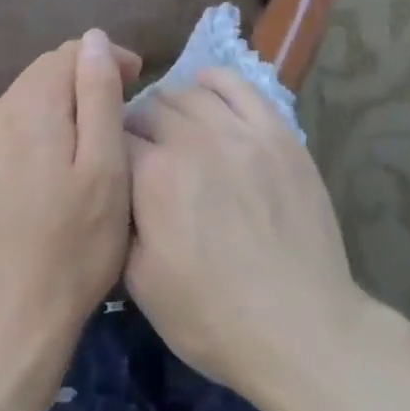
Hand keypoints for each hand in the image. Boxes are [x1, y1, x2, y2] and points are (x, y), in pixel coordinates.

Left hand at [0, 30, 140, 388]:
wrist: (9, 322)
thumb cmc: (73, 244)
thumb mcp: (105, 166)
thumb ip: (99, 94)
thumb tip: (93, 39)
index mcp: (29, 105)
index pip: (70, 52)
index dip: (107, 58)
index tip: (138, 81)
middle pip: (45, 73)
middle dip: (85, 79)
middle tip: (122, 109)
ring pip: (28, 102)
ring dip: (63, 106)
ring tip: (95, 138)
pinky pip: (11, 133)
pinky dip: (41, 133)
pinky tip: (57, 168)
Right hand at [125, 69, 368, 404]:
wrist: (301, 328)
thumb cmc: (214, 317)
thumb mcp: (140, 284)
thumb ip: (118, 222)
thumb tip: (113, 187)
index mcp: (153, 177)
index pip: (113, 136)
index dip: (108, 151)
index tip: (112, 168)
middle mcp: (193, 140)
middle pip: (149, 107)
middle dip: (137, 127)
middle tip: (144, 155)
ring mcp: (239, 130)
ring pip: (189, 92)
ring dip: (172, 106)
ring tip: (176, 130)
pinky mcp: (277, 131)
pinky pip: (237, 85)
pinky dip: (214, 82)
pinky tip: (207, 93)